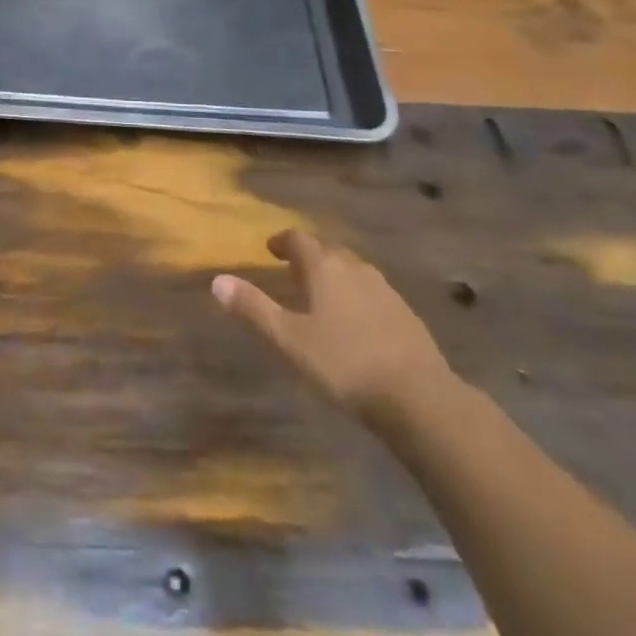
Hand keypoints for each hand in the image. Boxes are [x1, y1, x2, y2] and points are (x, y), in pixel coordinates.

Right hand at [213, 230, 454, 433]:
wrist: (419, 397)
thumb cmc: (344, 363)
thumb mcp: (289, 339)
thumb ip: (253, 308)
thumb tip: (217, 280)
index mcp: (324, 267)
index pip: (299, 239)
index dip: (282, 241)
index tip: (270, 249)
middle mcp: (354, 268)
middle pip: (327, 250)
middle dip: (309, 256)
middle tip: (293, 271)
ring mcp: (384, 289)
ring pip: (352, 270)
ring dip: (334, 274)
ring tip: (322, 294)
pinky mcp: (405, 314)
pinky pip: (372, 292)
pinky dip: (356, 295)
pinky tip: (356, 321)